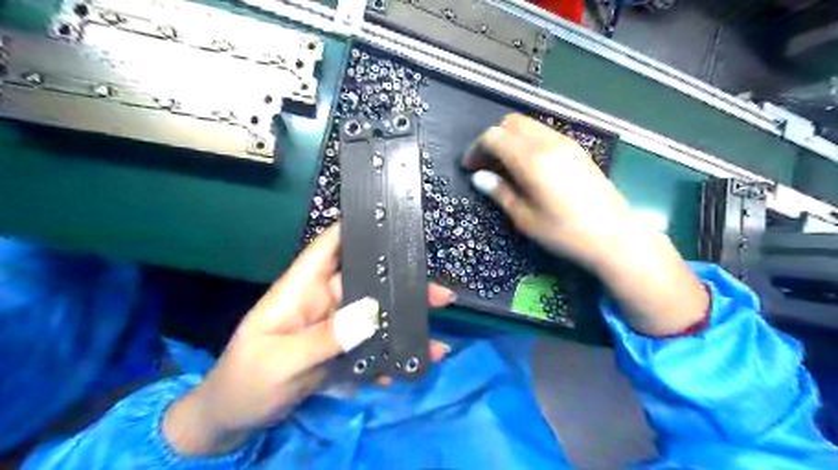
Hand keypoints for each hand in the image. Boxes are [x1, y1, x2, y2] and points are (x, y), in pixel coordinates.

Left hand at [162, 223, 451, 454]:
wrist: (233, 419)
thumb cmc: (246, 382)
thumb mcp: (281, 362)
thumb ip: (326, 338)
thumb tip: (372, 313)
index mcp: (301, 289)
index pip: (328, 247)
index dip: (354, 229)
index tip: (392, 221)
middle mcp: (322, 301)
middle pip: (365, 281)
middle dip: (401, 283)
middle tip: (440, 294)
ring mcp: (334, 326)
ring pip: (374, 314)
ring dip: (404, 321)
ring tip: (436, 332)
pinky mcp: (340, 349)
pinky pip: (372, 344)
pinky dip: (393, 352)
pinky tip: (415, 363)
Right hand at [469, 113, 709, 335]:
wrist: (615, 236)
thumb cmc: (565, 232)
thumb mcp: (525, 218)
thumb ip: (500, 192)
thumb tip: (479, 177)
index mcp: (531, 159)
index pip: (494, 136)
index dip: (476, 149)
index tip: (470, 168)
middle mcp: (548, 142)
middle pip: (511, 123)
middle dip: (492, 139)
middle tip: (485, 165)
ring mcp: (566, 142)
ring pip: (528, 125)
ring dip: (510, 138)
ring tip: (504, 166)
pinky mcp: (577, 149)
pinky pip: (544, 133)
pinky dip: (527, 141)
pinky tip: (527, 166)